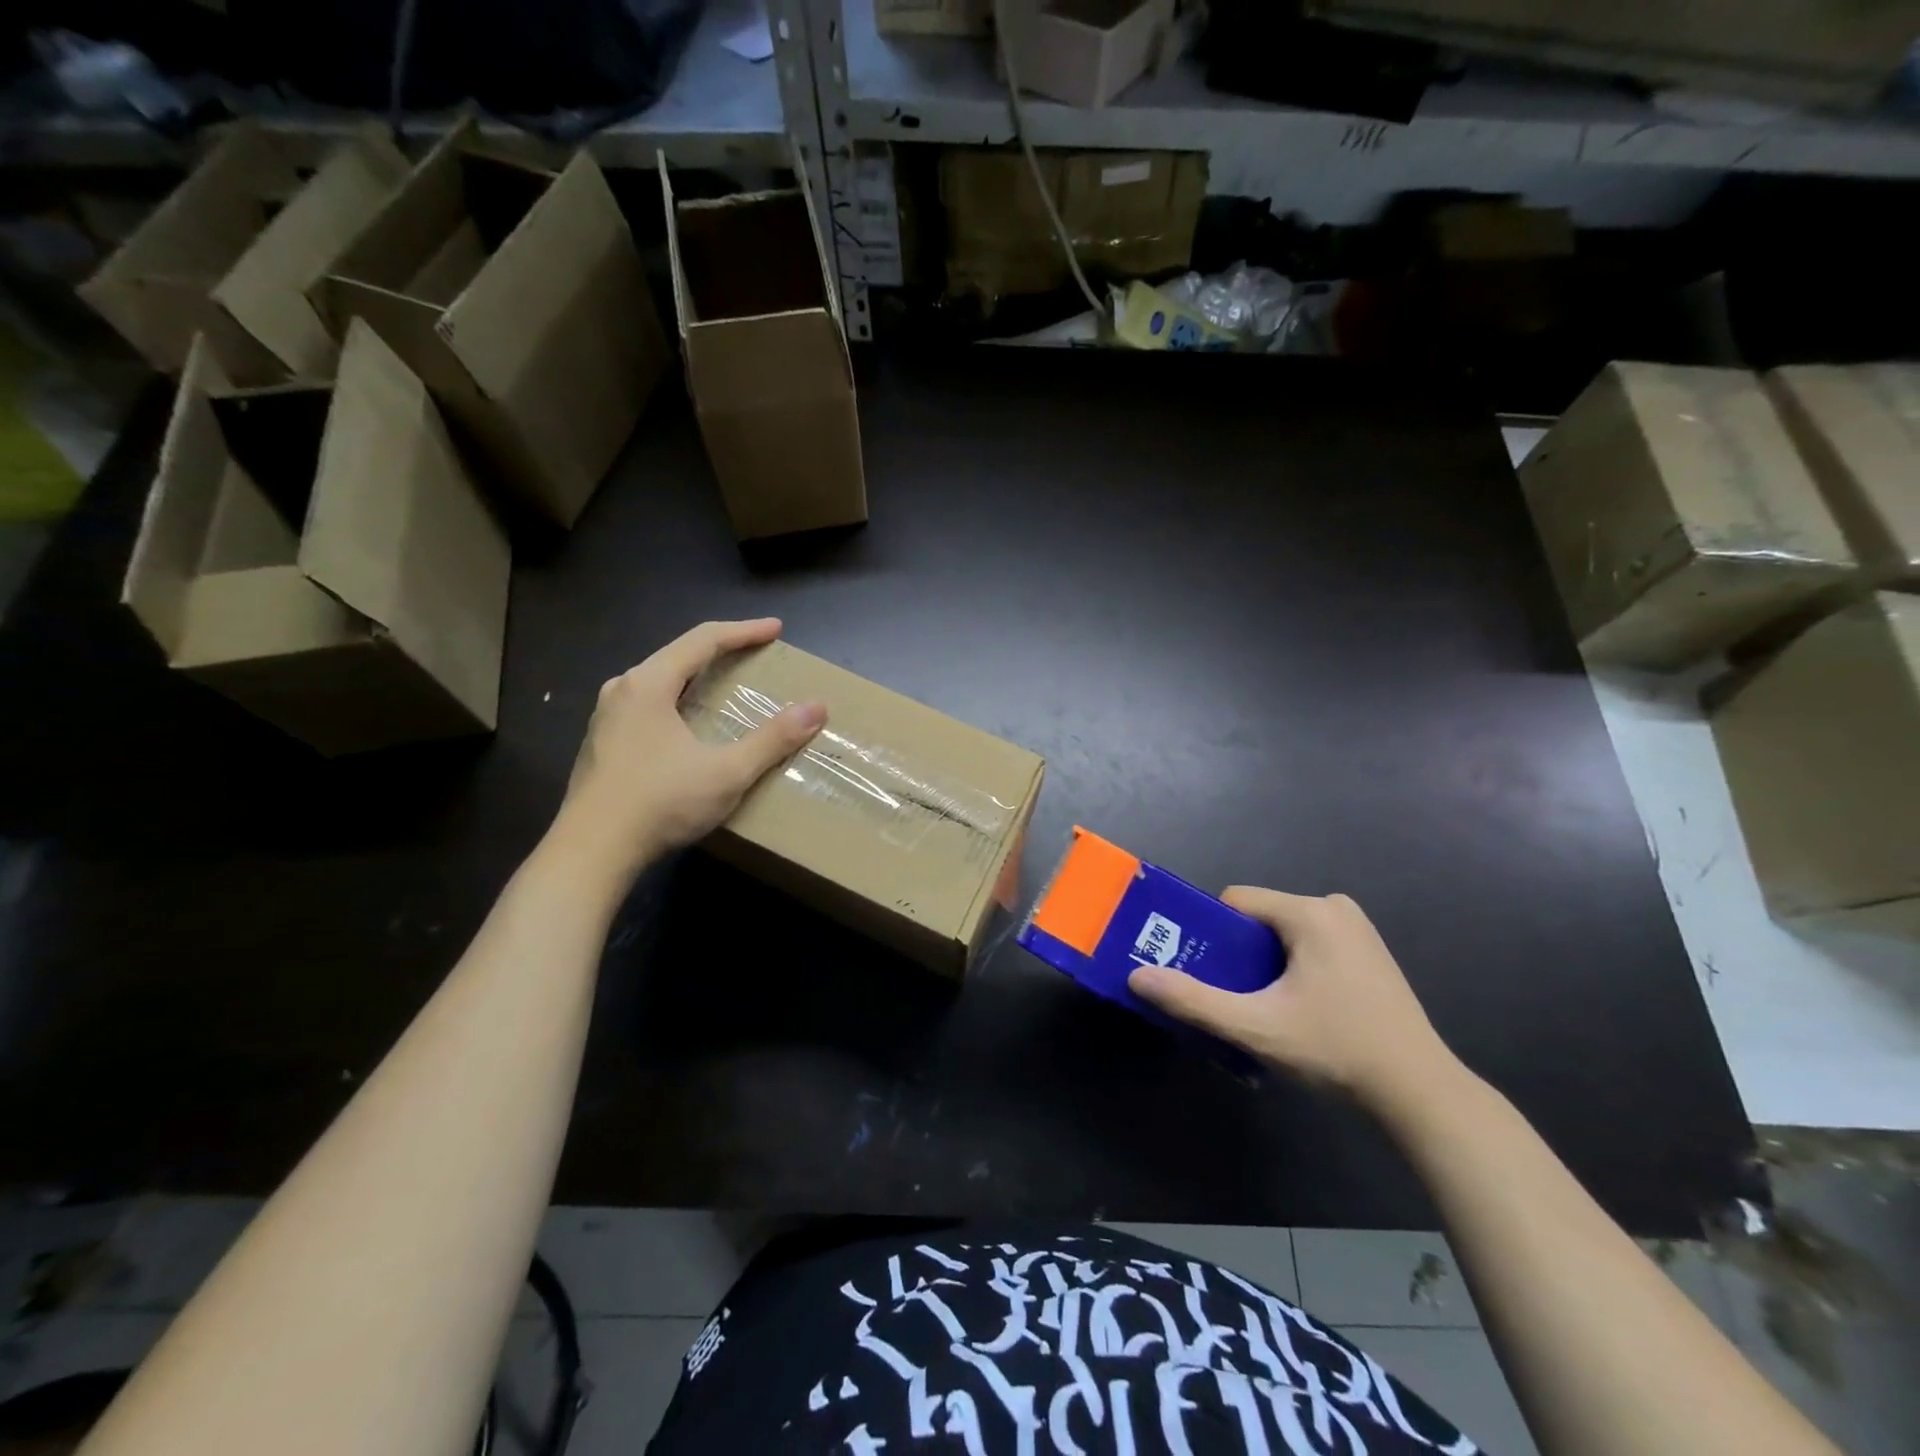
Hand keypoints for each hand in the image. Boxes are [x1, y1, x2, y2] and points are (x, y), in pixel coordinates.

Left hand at [551, 619, 825, 886]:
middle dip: (721, 650)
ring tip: (725, 684)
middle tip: (756, 654)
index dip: (744, 632)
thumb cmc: (660, 803)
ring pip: (660, 681)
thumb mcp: (727, 771)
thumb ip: (773, 738)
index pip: (703, 640)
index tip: (776, 629)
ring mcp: (607, 718)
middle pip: (678, 655)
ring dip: (697, 676)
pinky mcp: (603, 745)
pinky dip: (679, 701)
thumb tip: (816, 707)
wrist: (590, 853)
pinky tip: (690, 724)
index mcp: (649, 683)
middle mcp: (623, 690)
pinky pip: (649, 705)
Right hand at [1129, 888, 1461, 1112]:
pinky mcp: (1368, 951)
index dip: (1212, 934)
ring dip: (1265, 964)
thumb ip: (1194, 1000)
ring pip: (1283, 933)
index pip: (1236, 902)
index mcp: (1310, 912)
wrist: (1421, 1094)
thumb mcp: (1257, 1028)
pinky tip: (1299, 1010)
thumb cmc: (1337, 1050)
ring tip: (1265, 1008)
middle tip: (1235, 997)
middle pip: (1259, 918)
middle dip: (1239, 954)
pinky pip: (1309, 944)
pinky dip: (1292, 968)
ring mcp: (1357, 928)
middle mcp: (1335, 907)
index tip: (1208, 973)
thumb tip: (1137, 976)